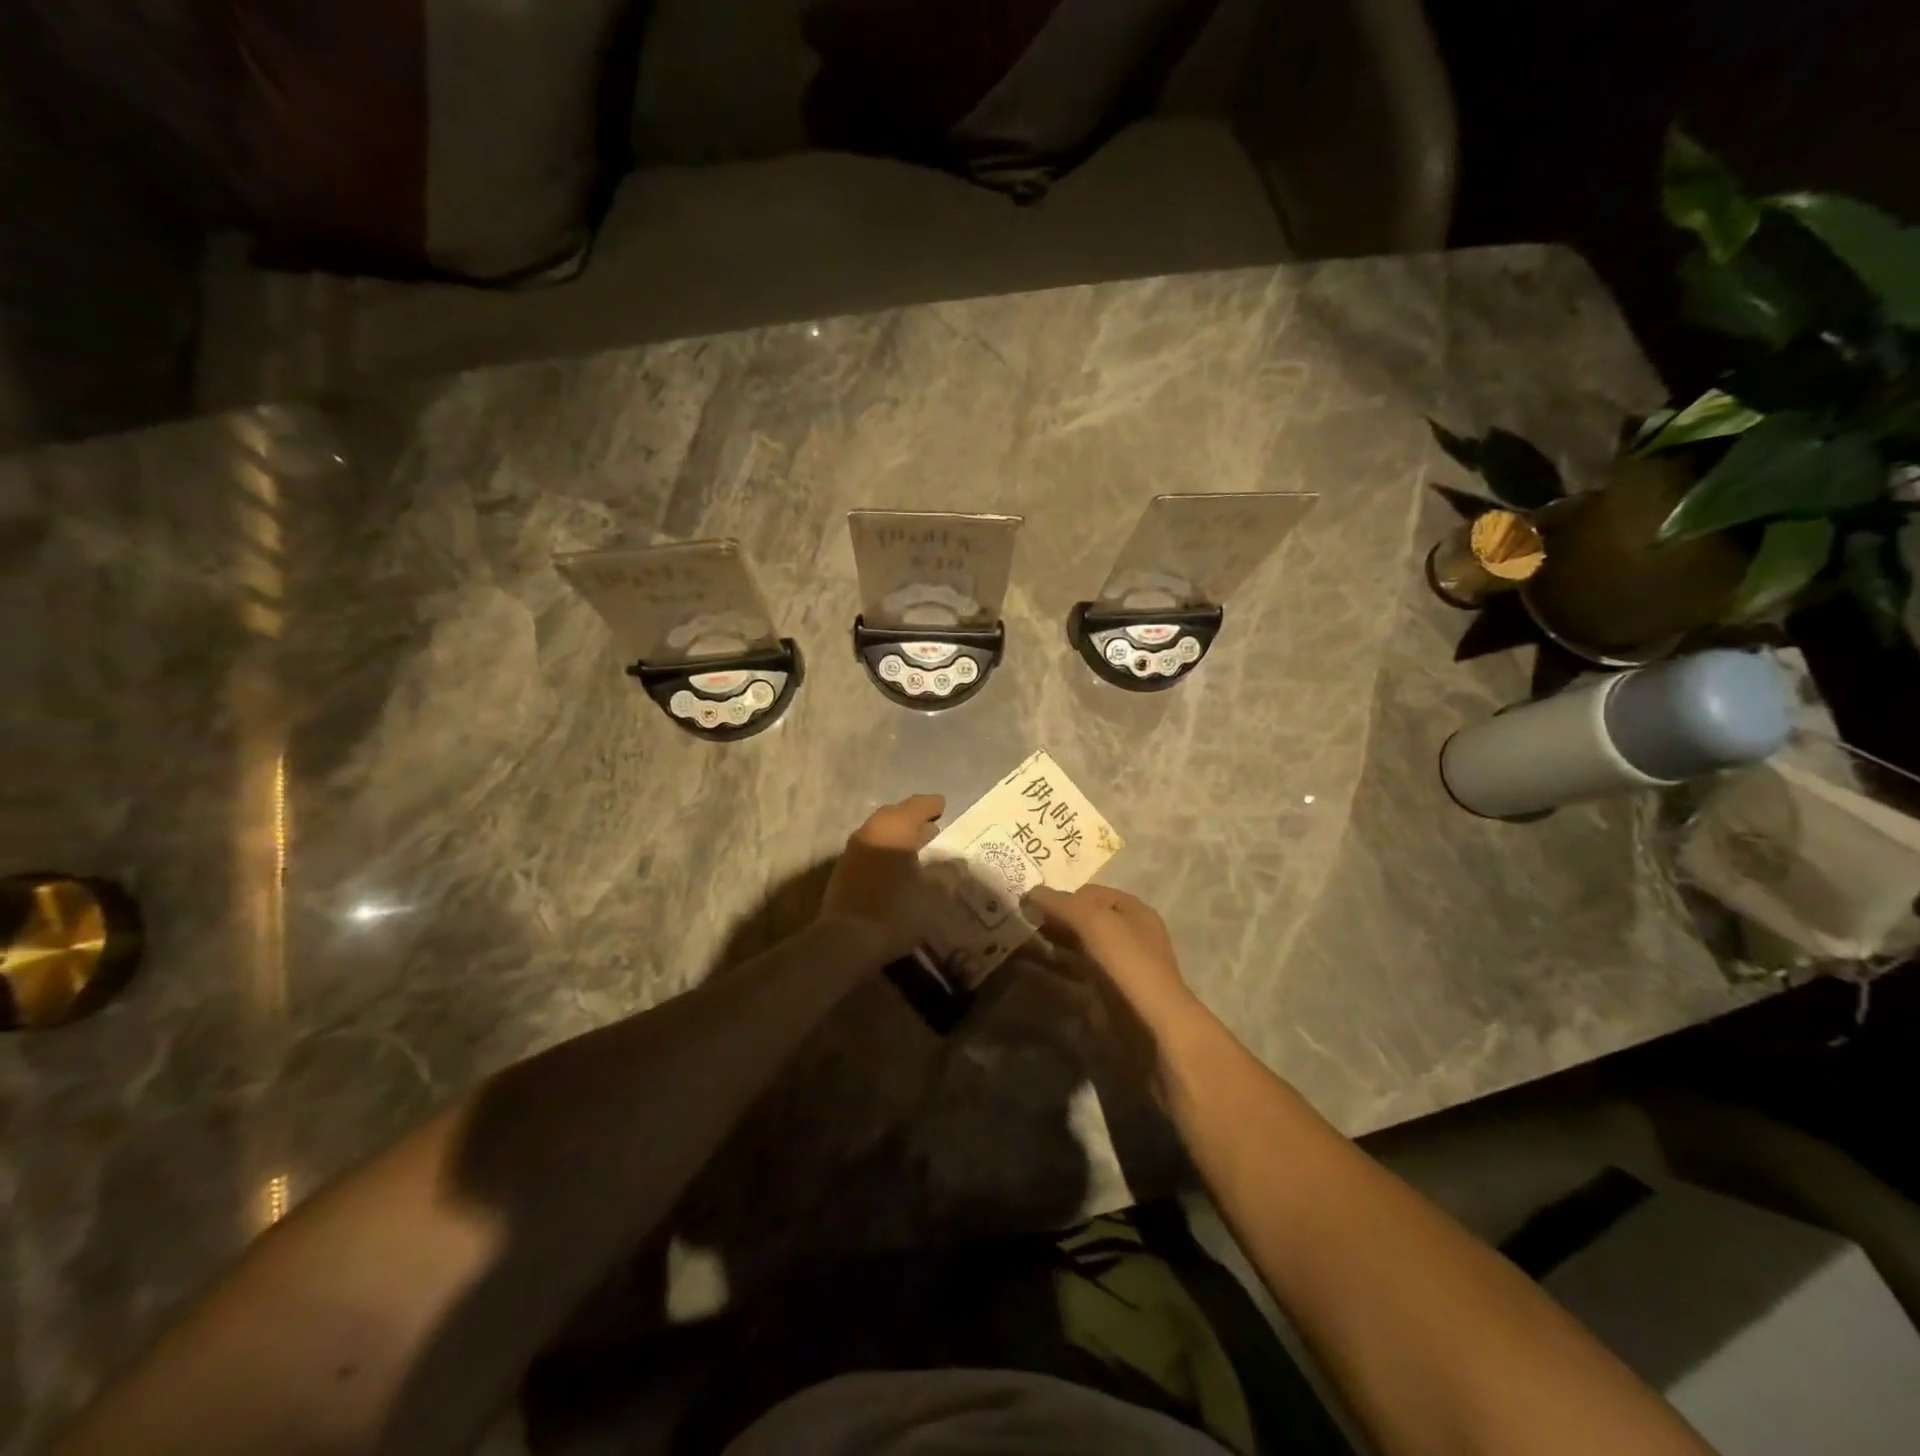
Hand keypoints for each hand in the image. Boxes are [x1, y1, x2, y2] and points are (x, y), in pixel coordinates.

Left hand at [820, 794, 944, 931]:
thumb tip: (954, 863)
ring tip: (917, 850)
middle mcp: (870, 832)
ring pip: (880, 834)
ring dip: (898, 838)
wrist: (846, 941)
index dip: (931, 805)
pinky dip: (886, 853)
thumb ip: (946, 875)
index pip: (915, 806)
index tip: (943, 806)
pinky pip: (870, 851)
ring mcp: (852, 852)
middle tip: (932, 828)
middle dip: (913, 820)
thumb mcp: (933, 895)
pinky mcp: (843, 873)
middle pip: (894, 816)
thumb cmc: (896, 911)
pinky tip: (897, 870)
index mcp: (894, 829)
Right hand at [1024, 885, 1200, 1027]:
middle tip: (1019, 922)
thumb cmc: (1129, 965)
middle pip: (1083, 921)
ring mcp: (1115, 970)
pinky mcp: (1104, 998)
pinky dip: (1050, 972)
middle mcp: (1126, 937)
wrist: (1154, 1031)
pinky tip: (1026, 969)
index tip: (1032, 905)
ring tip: (1015, 943)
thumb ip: (1062, 905)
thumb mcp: (1096, 923)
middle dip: (1053, 920)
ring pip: (1075, 949)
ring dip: (1049, 945)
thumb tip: (1029, 893)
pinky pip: (1072, 977)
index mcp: (1133, 912)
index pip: (1091, 894)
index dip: (1063, 897)